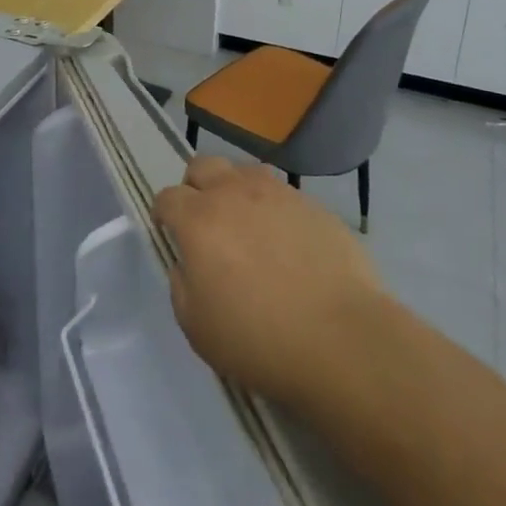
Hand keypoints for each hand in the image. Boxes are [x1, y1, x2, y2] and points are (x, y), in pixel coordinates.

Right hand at [154, 156, 387, 407]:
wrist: (342, 339)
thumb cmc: (259, 339)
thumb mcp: (197, 327)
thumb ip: (182, 285)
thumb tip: (188, 263)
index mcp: (199, 220)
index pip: (167, 197)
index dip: (164, 213)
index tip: (169, 232)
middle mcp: (234, 193)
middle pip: (203, 166)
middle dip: (195, 187)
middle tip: (205, 221)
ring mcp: (278, 193)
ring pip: (244, 171)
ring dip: (235, 190)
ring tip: (247, 226)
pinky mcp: (314, 204)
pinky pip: (283, 194)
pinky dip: (274, 210)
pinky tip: (287, 243)